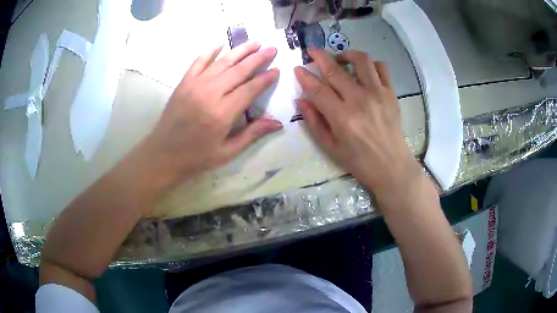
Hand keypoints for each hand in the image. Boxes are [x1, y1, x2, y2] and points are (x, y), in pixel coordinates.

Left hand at [141, 42, 282, 184]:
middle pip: (239, 70)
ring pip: (222, 62)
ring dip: (240, 51)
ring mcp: (195, 85)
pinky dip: (210, 52)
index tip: (276, 69)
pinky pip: (198, 62)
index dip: (265, 79)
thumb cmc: (196, 157)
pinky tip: (220, 45)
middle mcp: (210, 93)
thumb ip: (252, 134)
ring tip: (255, 43)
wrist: (163, 154)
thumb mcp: (227, 152)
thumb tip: (277, 123)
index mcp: (222, 113)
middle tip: (272, 49)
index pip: (250, 89)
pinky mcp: (184, 83)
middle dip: (258, 58)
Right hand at [294, 49, 420, 196]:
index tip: (298, 68)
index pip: (318, 89)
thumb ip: (313, 122)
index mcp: (342, 117)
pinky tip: (364, 71)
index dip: (305, 76)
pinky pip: (381, 68)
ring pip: (361, 60)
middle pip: (335, 69)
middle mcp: (359, 100)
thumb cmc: (359, 161)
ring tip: (340, 59)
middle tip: (312, 52)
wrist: (391, 166)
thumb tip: (301, 99)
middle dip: (319, 56)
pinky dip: (370, 64)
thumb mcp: (330, 147)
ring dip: (346, 54)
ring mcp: (378, 94)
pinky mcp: (391, 93)